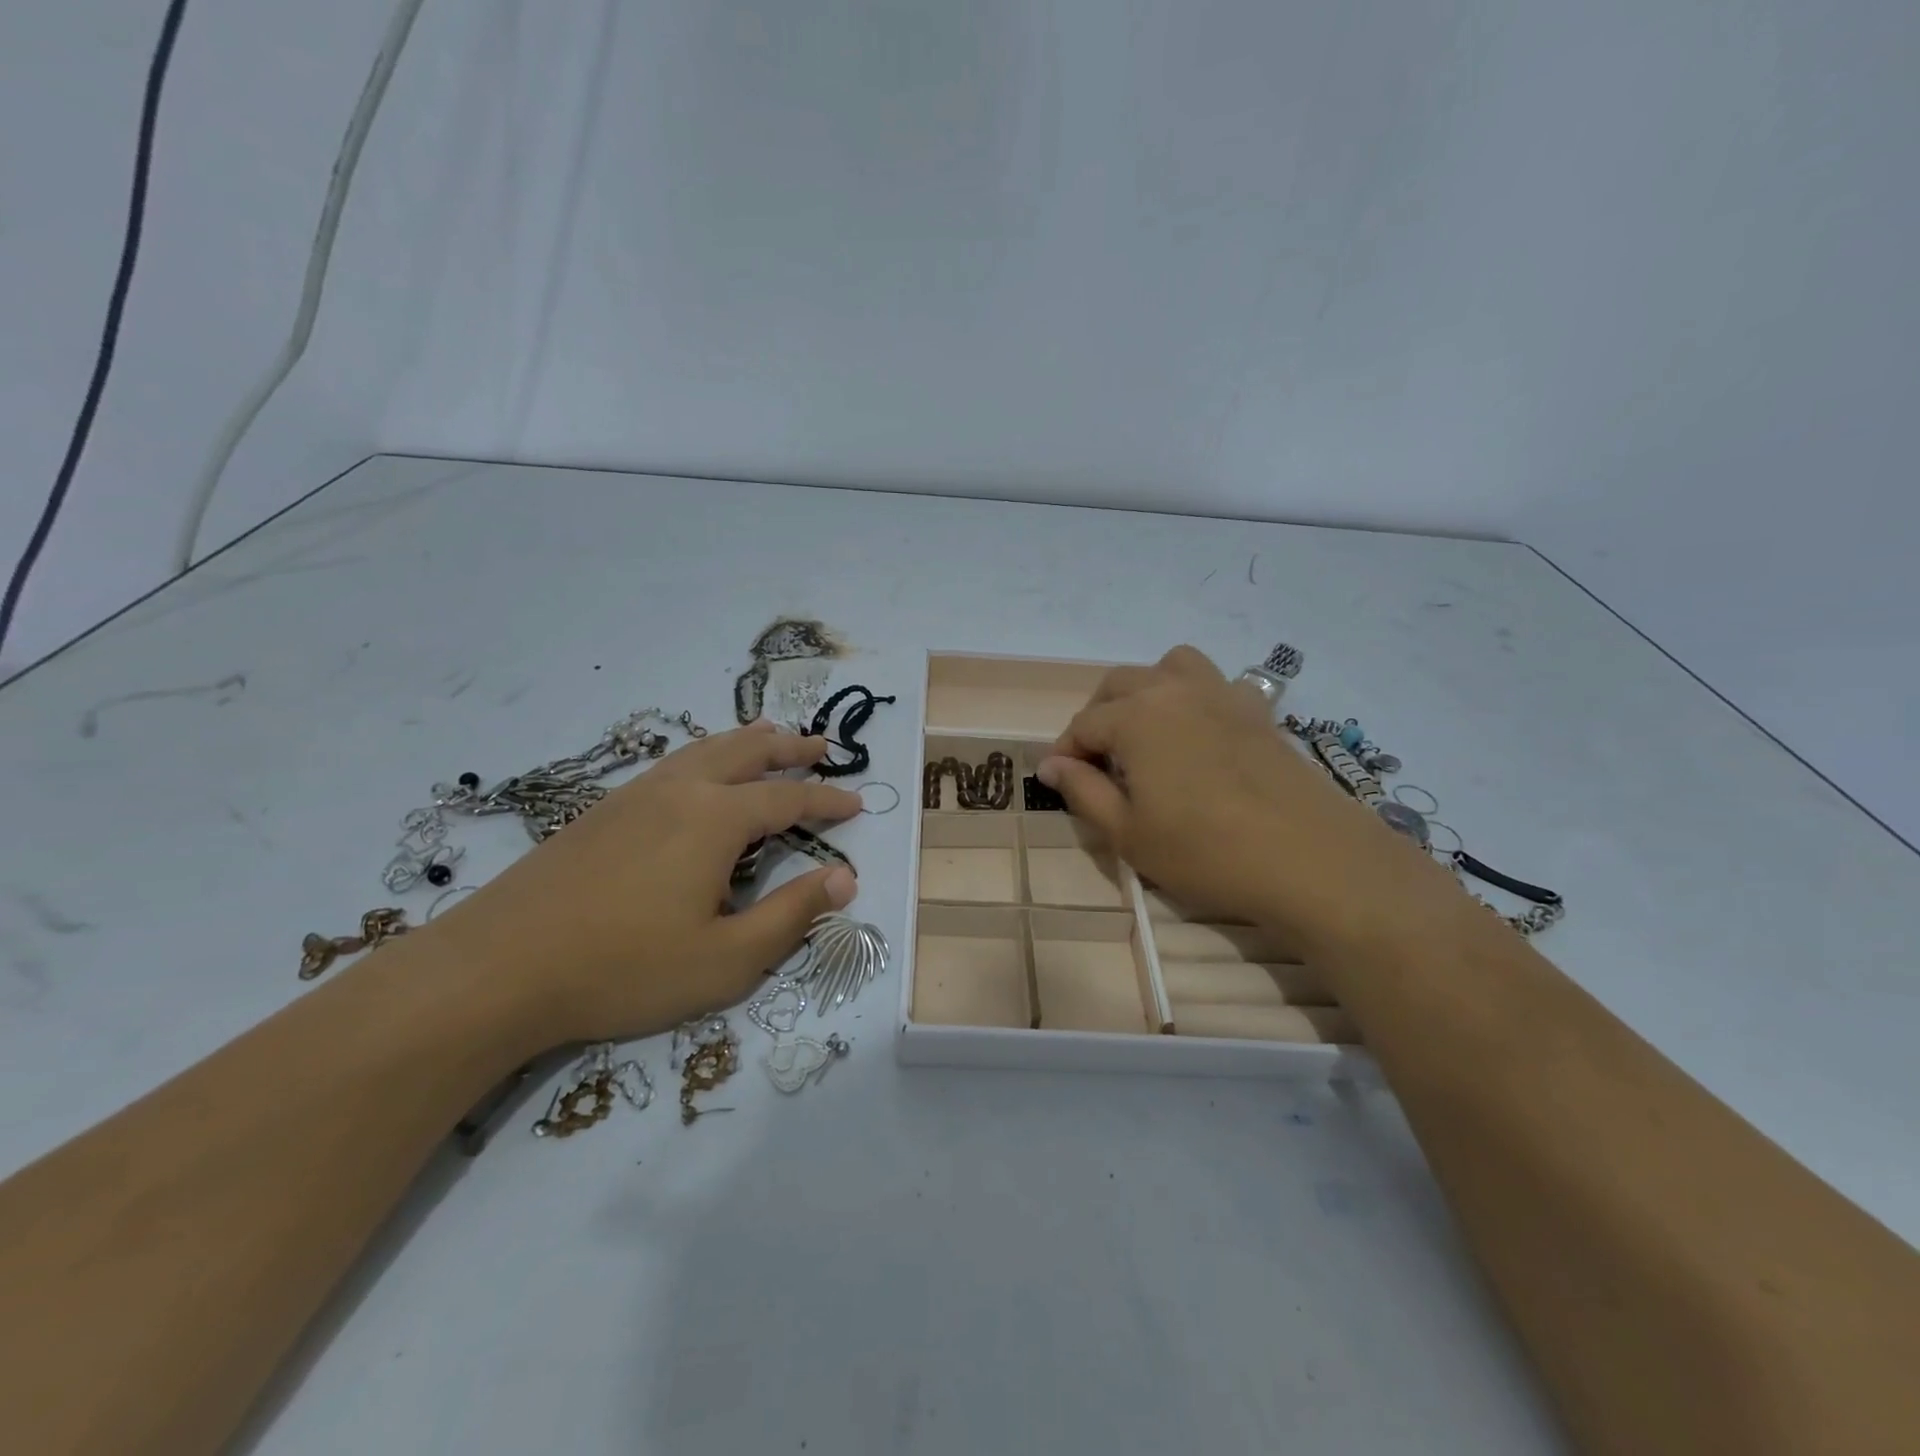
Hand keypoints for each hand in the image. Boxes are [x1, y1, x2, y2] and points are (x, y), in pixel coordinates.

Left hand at [428, 721, 859, 1045]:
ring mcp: (634, 795)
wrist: (496, 968)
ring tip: (768, 734)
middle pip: (746, 752)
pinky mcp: (601, 811)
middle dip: (789, 746)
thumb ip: (792, 915)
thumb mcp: (727, 959)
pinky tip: (697, 772)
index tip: (857, 803)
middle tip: (821, 744)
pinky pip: (670, 764)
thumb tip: (845, 877)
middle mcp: (679, 790)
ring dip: (745, 741)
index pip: (788, 797)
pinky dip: (704, 755)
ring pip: (703, 750)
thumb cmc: (623, 968)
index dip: (827, 799)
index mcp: (715, 818)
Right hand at [1038, 646, 1448, 944]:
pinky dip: (1192, 697)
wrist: (1310, 859)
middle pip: (1119, 685)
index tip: (1057, 780)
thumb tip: (1052, 764)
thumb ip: (1083, 791)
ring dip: (1146, 690)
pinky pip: (1214, 683)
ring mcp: (1222, 695)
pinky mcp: (1257, 711)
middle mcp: (1174, 691)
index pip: (1083, 724)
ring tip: (1145, 732)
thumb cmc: (1205, 851)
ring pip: (1169, 667)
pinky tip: (1198, 737)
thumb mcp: (1128, 833)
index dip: (1065, 752)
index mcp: (1136, 717)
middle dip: (1098, 716)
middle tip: (1097, 761)